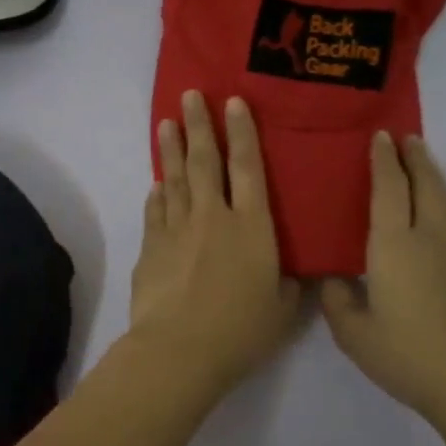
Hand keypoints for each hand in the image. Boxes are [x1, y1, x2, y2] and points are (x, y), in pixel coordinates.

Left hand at [130, 91, 303, 397]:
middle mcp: (213, 216)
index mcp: (252, 226)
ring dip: (171, 150)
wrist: (179, 349)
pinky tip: (156, 184)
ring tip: (166, 124)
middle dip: (199, 125)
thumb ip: (289, 286)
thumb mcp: (282, 310)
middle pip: (204, 161)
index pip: (248, 167)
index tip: (232, 103)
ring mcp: (177, 229)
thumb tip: (294, 275)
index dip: (242, 133)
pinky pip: (155, 210)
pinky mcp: (151, 247)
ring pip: (174, 179)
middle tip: (189, 95)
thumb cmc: (241, 330)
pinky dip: (156, 193)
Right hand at [322, 133, 445, 432]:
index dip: (383, 160)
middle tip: (404, 138)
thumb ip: (337, 300)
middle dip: (413, 157)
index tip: (379, 137)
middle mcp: (431, 234)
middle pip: (425, 182)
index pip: (389, 188)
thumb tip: (334, 277)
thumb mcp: (354, 335)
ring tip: (422, 162)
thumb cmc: (408, 357)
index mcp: (395, 245)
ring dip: (433, 174)